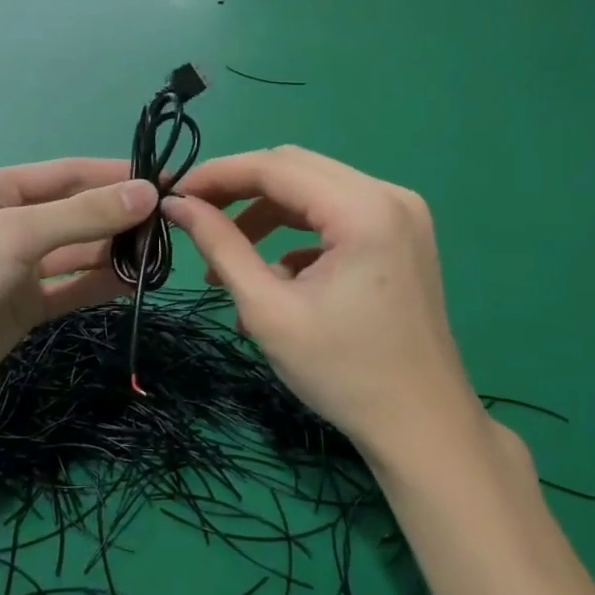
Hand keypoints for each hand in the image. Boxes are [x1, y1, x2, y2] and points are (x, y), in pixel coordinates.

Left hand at [0, 159, 153, 423]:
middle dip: (119, 217)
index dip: (116, 176)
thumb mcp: (16, 234)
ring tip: (160, 255)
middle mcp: (7, 222)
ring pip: (76, 252)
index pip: (68, 173)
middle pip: (75, 213)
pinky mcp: (22, 307)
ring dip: (113, 252)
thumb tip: (149, 193)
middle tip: (171, 225)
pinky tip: (134, 283)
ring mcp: (15, 268)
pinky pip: (69, 288)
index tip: (165, 179)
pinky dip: (99, 285)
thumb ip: (84, 215)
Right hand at [163, 146, 482, 458]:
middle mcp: (388, 195)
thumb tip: (176, 205)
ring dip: (264, 216)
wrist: (421, 427)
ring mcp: (400, 213)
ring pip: (313, 190)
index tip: (173, 194)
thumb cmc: (342, 373)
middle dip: (238, 190)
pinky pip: (335, 215)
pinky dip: (296, 235)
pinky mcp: (400, 235)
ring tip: (224, 260)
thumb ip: (220, 246)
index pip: (274, 167)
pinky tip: (274, 276)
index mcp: (363, 209)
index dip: (217, 175)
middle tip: (192, 217)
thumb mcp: (268, 309)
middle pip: (295, 168)